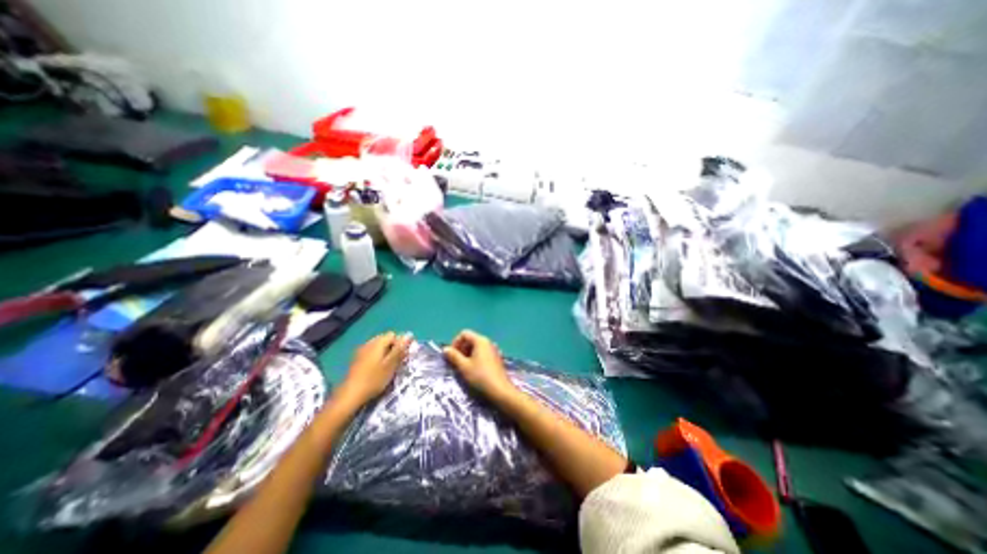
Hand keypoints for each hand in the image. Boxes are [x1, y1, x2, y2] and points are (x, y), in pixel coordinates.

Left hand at [337, 333, 411, 405]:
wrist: (350, 395)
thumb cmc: (374, 379)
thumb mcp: (391, 364)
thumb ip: (400, 349)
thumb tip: (409, 334)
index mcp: (377, 343)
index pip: (393, 335)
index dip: (400, 343)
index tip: (403, 356)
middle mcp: (368, 343)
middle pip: (385, 339)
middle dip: (392, 348)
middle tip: (397, 362)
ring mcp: (361, 351)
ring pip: (378, 347)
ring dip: (385, 353)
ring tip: (388, 367)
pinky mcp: (356, 360)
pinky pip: (371, 353)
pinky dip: (377, 358)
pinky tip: (377, 370)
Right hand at [441, 331, 513, 400]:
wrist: (500, 390)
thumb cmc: (480, 376)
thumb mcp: (464, 366)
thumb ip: (454, 356)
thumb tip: (445, 349)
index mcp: (480, 340)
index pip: (464, 334)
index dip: (455, 342)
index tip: (451, 355)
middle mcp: (488, 342)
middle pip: (471, 339)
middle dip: (461, 348)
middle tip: (456, 362)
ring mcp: (493, 350)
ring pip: (476, 347)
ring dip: (467, 354)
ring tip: (463, 367)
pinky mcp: (496, 358)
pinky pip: (483, 353)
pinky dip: (475, 358)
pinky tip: (474, 370)